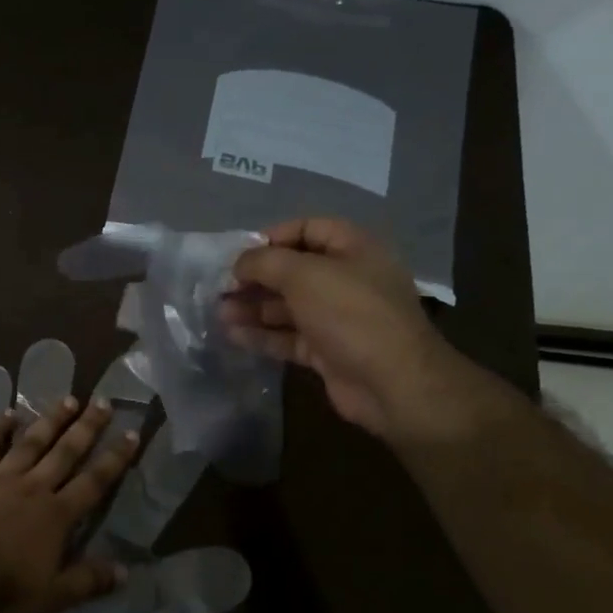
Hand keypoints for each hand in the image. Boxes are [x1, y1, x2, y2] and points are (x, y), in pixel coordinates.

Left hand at [0, 397, 139, 612]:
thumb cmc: (2, 590)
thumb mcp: (52, 596)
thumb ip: (89, 580)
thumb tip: (126, 571)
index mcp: (57, 515)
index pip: (94, 482)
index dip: (115, 458)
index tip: (131, 433)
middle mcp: (33, 488)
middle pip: (65, 452)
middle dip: (87, 427)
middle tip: (103, 402)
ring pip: (31, 442)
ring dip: (50, 420)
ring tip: (68, 398)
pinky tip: (8, 413)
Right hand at [223, 217, 480, 446]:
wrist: (392, 382)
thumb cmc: (350, 314)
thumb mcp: (304, 275)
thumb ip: (265, 262)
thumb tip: (239, 264)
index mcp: (353, 249)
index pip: (308, 229)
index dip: (272, 237)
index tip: (239, 254)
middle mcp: (347, 279)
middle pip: (293, 270)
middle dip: (256, 277)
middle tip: (221, 287)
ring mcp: (337, 318)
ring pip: (288, 306)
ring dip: (254, 307)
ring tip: (220, 313)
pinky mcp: (327, 351)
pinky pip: (289, 337)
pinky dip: (262, 335)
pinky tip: (233, 335)